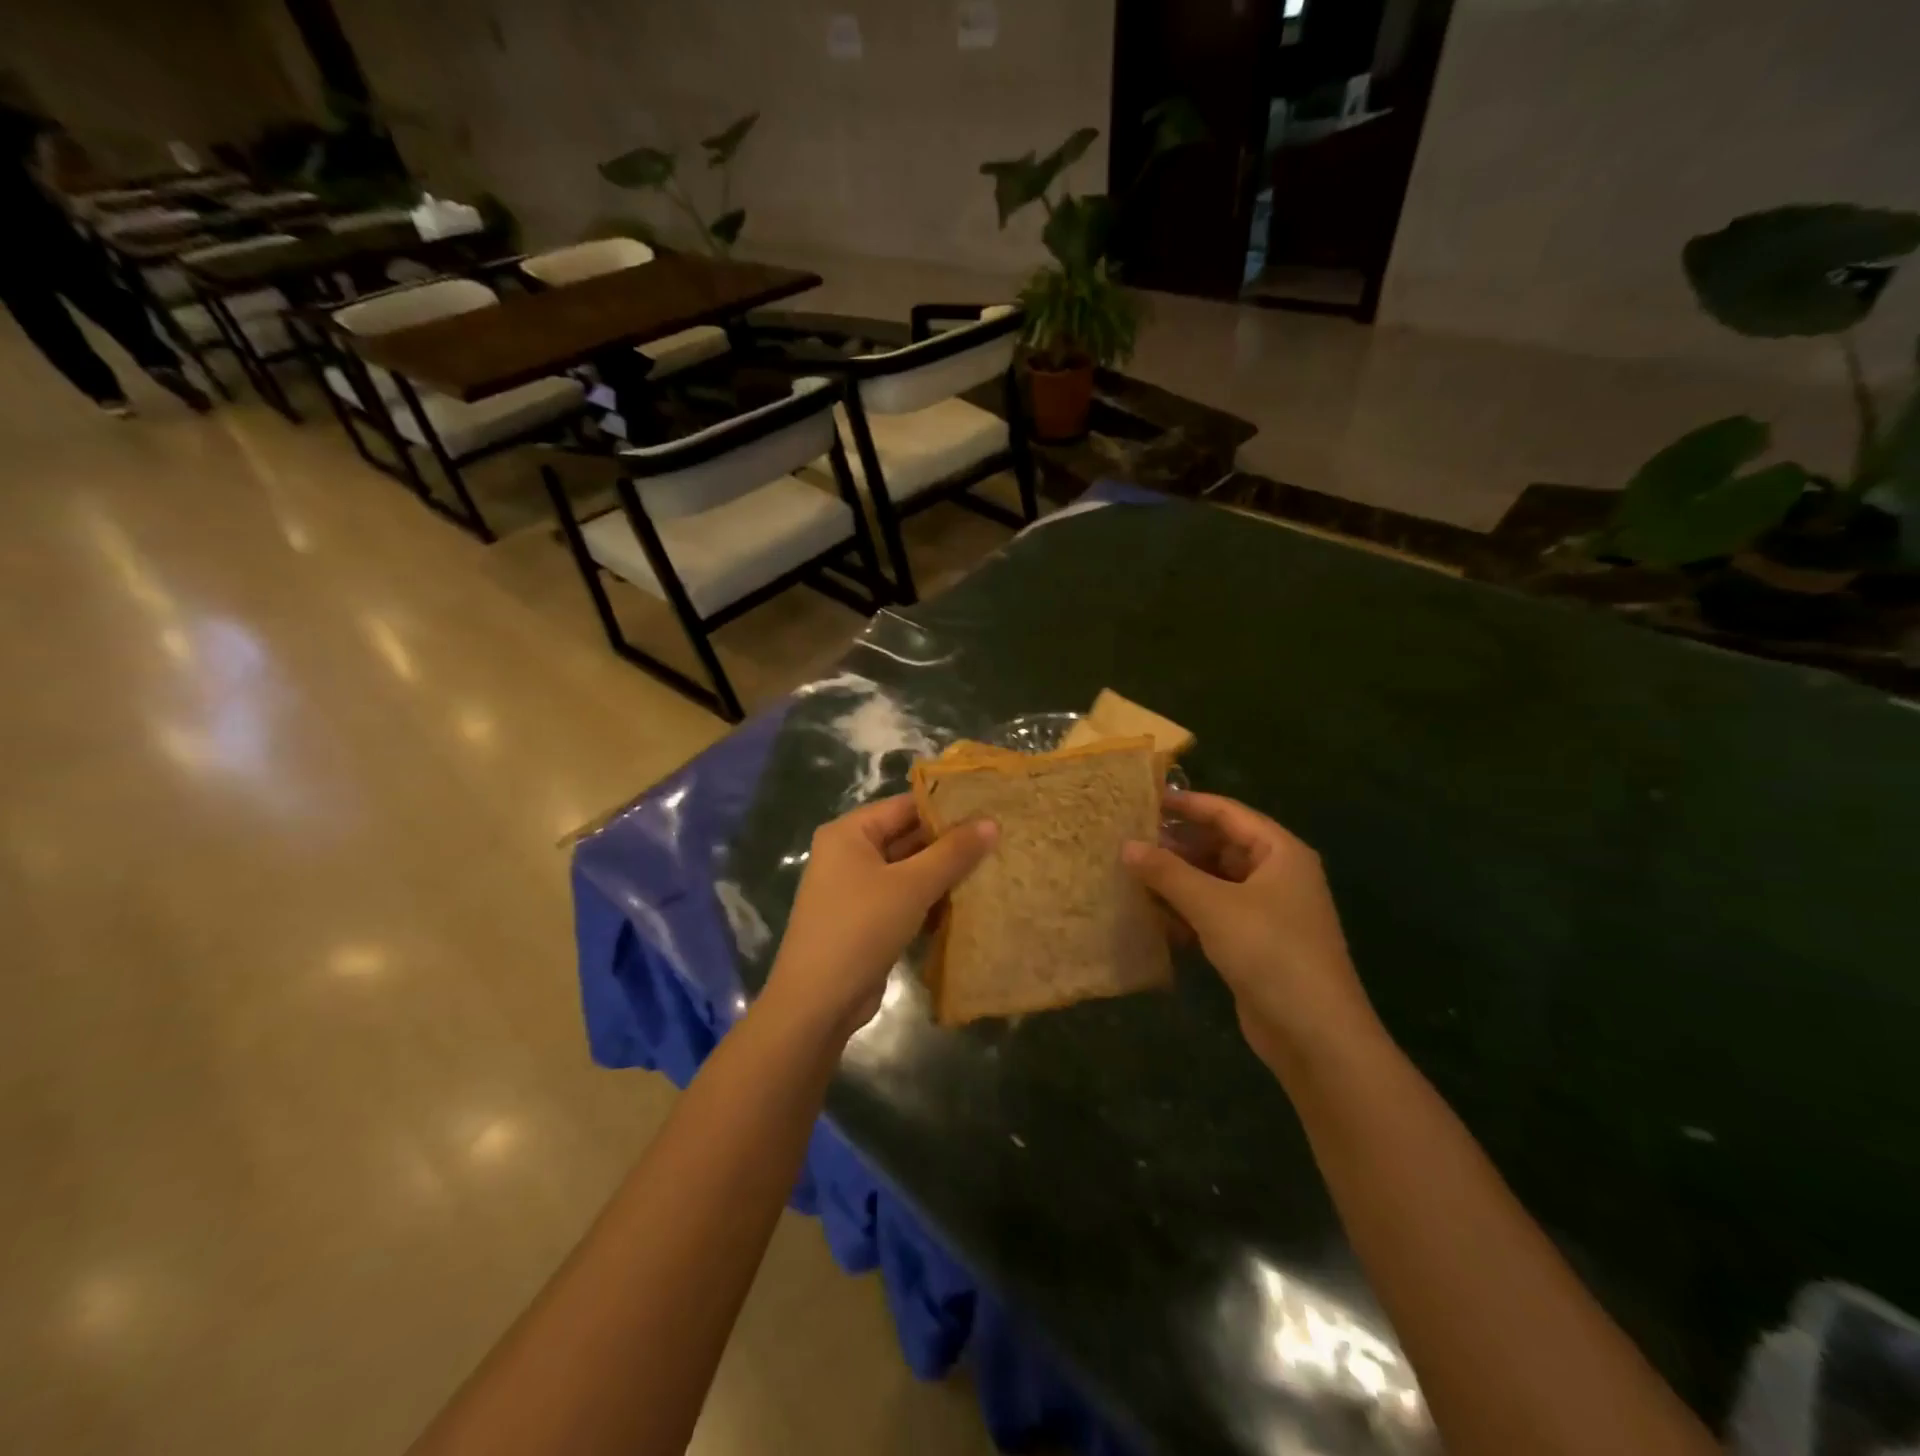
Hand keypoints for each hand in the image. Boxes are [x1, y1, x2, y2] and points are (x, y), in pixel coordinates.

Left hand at [762, 794, 996, 1043]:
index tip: (989, 809)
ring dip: (942, 874)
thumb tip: (992, 823)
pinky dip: (929, 900)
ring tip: (991, 868)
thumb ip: (953, 853)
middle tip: (998, 840)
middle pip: (906, 837)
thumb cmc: (861, 928)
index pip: (905, 806)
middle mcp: (848, 854)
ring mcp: (855, 889)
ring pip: (907, 870)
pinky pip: (903, 898)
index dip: (946, 807)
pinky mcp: (864, 920)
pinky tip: (965, 904)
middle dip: (948, 843)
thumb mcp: (912, 886)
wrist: (817, 1003)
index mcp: (849, 833)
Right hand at [1122, 791, 1378, 1072]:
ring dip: (1177, 879)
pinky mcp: (1254, 944)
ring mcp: (1266, 912)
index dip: (1187, 803)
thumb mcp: (1213, 905)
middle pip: (1220, 846)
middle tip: (1128, 839)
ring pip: (1214, 882)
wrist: (1315, 1036)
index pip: (1227, 812)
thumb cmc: (1269, 952)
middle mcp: (1276, 875)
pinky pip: (1214, 914)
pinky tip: (1151, 916)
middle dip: (1176, 844)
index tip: (1143, 799)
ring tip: (1130, 874)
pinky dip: (1186, 911)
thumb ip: (1168, 872)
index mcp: (1279, 852)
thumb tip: (1127, 845)